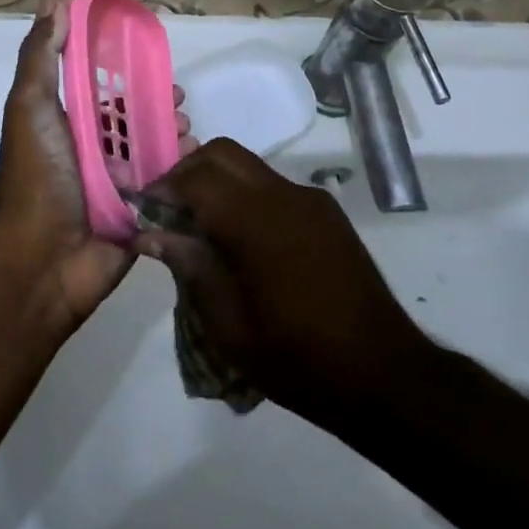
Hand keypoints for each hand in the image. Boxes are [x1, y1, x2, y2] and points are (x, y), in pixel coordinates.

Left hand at [0, 0, 193, 331]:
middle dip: (159, 105)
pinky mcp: (140, 215)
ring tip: (188, 132)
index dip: (128, 72)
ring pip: (154, 151)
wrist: (41, 260)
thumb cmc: (37, 174)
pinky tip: (193, 160)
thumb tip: (55, 1)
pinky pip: (166, 186)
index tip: (155, 60)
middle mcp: (93, 152)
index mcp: (69, 125)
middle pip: (135, 120)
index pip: (103, 90)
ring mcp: (118, 186)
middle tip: (180, 101)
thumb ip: (42, 56)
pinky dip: (181, 171)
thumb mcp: (30, 105)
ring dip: (174, 136)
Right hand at [132, 139, 431, 427]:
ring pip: (250, 167)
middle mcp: (285, 195)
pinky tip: (242, 241)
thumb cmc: (299, 359)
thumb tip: (152, 233)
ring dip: (218, 183)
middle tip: (168, 210)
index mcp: (257, 221)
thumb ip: (191, 268)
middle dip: (188, 172)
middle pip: (224, 154)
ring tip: (201, 227)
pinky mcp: (327, 213)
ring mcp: (310, 200)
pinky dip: (246, 197)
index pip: (197, 178)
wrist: (384, 374)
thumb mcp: (231, 327)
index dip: (164, 188)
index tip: (143, 210)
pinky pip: (274, 187)